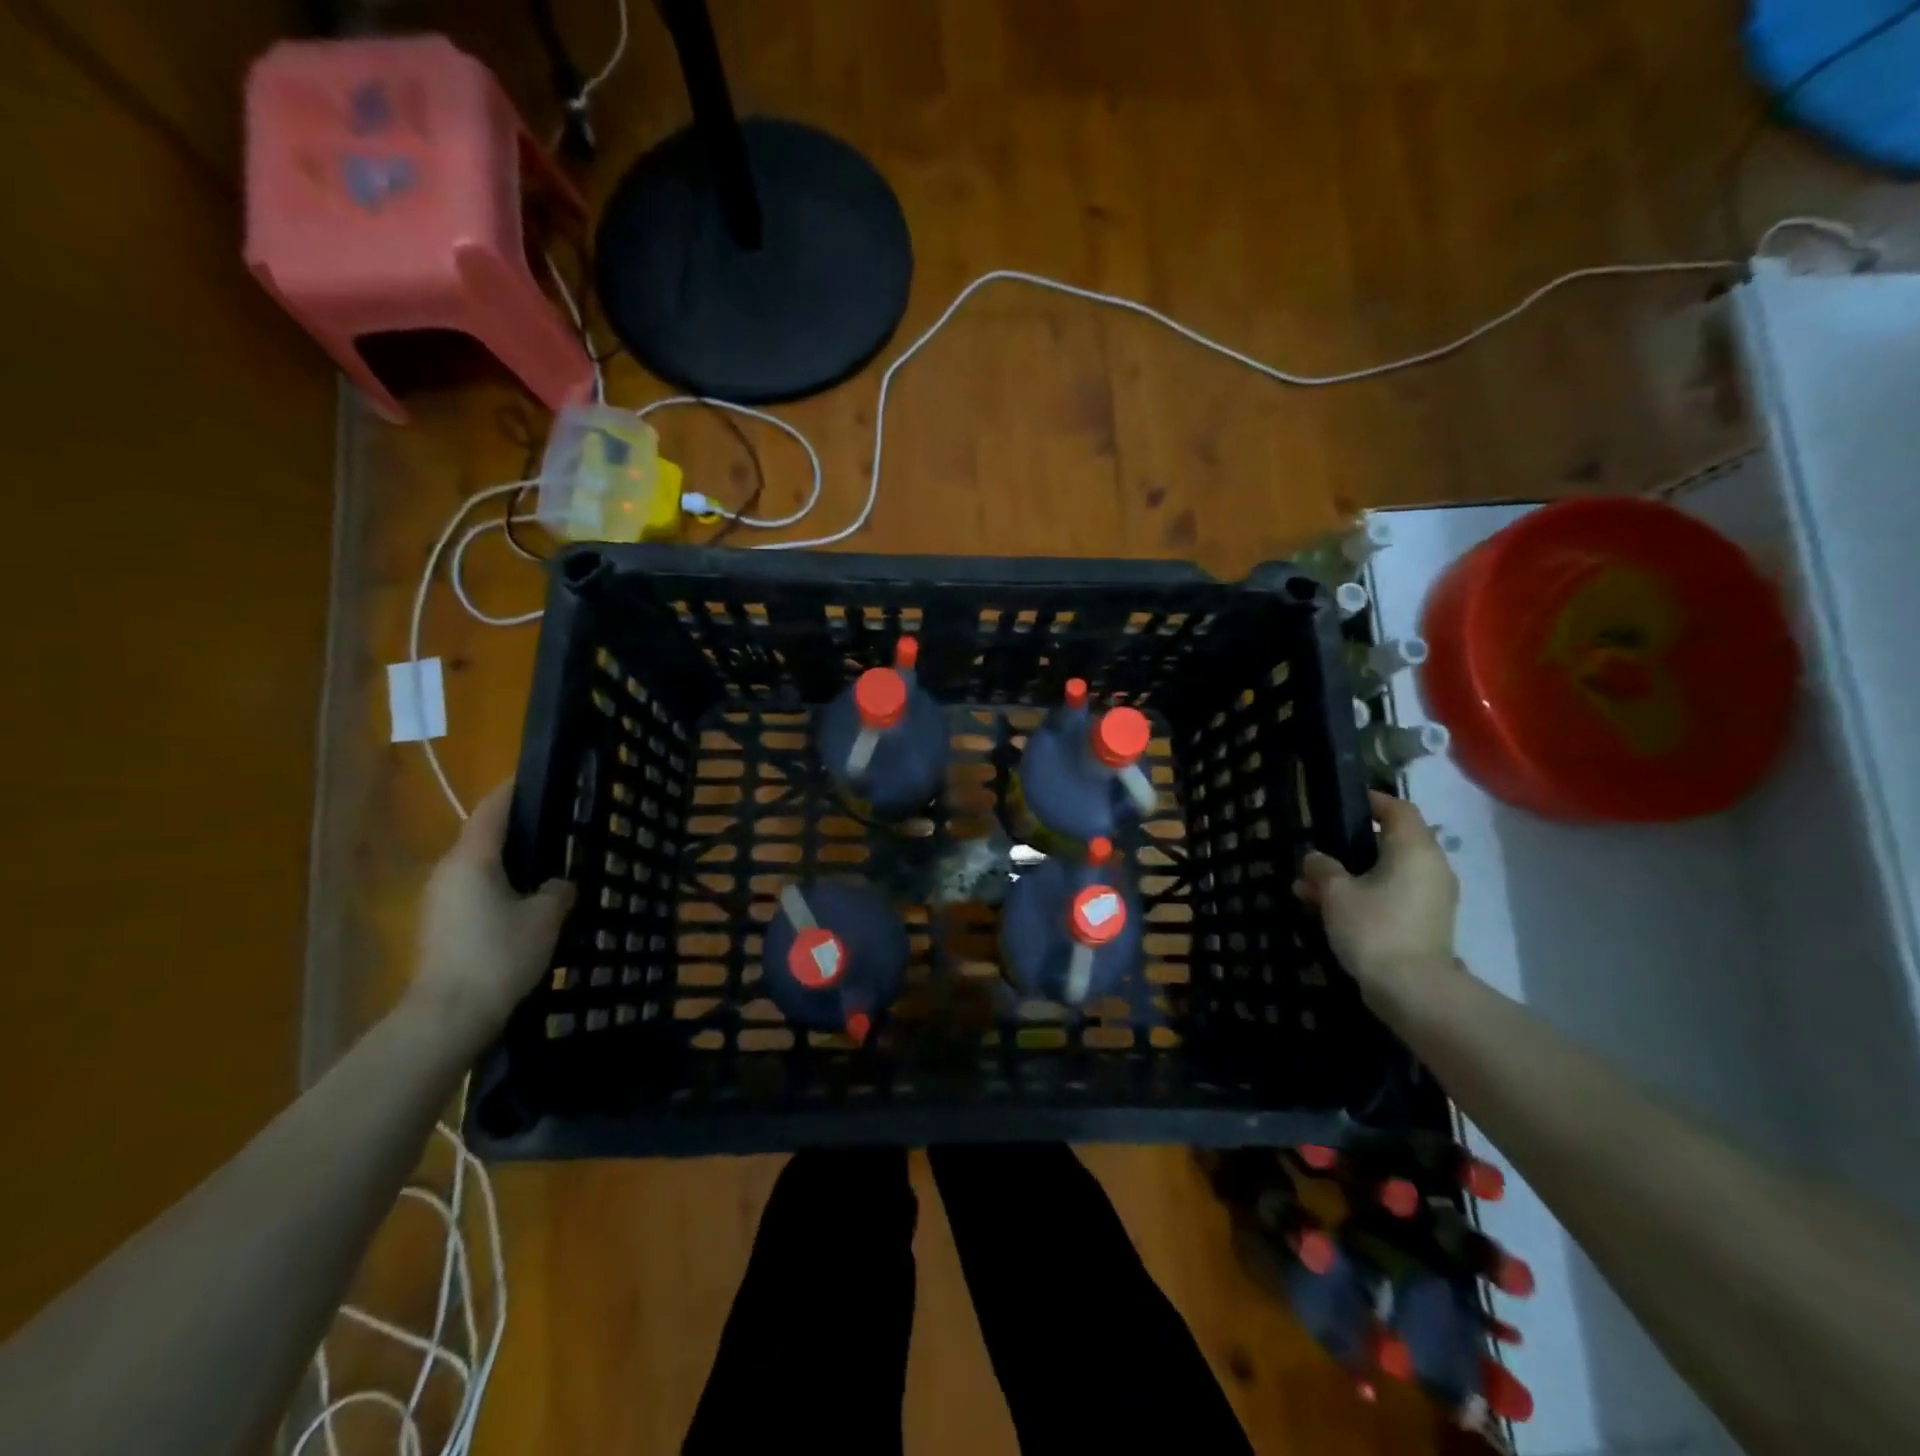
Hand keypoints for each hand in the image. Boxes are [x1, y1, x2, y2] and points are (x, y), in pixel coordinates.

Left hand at [411, 782, 574, 1046]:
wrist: (447, 1017)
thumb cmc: (498, 956)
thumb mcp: (545, 918)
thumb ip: (557, 890)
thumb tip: (558, 883)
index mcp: (473, 858)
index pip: (494, 808)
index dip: (516, 788)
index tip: (541, 774)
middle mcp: (449, 870)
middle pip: (484, 835)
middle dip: (519, 826)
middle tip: (558, 823)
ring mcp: (438, 899)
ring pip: (479, 865)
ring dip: (509, 859)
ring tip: (548, 862)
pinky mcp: (439, 925)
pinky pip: (474, 889)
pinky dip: (500, 884)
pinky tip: (527, 901)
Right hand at [1294, 790, 1458, 1007]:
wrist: (1413, 990)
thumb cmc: (1374, 927)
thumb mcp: (1335, 892)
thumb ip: (1322, 867)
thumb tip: (1316, 858)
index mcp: (1414, 849)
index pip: (1398, 809)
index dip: (1371, 802)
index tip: (1343, 804)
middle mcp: (1431, 867)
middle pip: (1391, 843)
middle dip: (1350, 847)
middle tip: (1317, 852)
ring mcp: (1432, 897)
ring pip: (1387, 872)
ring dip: (1351, 875)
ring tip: (1309, 888)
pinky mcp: (1426, 923)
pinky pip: (1392, 895)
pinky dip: (1364, 895)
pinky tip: (1328, 910)